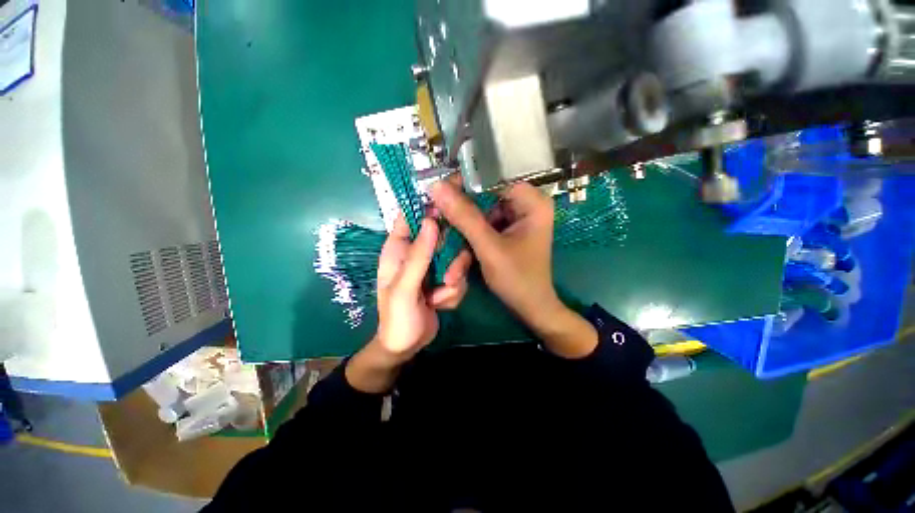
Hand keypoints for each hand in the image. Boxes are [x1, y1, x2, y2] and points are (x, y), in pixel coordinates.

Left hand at [346, 216, 470, 392]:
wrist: (407, 346)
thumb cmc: (396, 318)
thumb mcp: (404, 288)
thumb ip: (418, 256)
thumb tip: (430, 221)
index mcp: (399, 249)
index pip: (410, 216)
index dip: (428, 206)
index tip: (451, 206)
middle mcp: (418, 252)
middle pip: (443, 235)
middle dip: (453, 257)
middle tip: (450, 276)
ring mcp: (434, 265)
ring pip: (457, 257)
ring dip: (454, 280)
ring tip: (440, 297)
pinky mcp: (446, 278)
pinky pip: (460, 275)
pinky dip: (454, 292)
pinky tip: (440, 304)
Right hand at [431, 181, 596, 357]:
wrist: (530, 308)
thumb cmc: (517, 279)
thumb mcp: (489, 247)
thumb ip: (464, 217)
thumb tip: (437, 187)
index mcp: (531, 202)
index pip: (491, 179)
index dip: (463, 185)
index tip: (438, 195)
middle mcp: (525, 205)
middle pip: (483, 198)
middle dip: (460, 218)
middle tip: (436, 223)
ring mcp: (515, 219)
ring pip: (479, 215)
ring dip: (462, 235)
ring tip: (451, 256)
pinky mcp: (506, 231)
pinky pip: (482, 227)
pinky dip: (469, 241)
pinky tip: (461, 262)